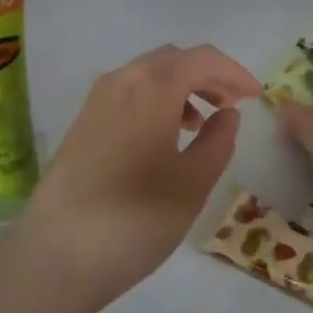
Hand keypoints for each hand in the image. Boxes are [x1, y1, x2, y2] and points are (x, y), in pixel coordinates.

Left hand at [19, 44, 261, 306]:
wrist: (56, 254)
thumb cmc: (136, 218)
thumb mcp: (193, 182)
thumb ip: (219, 141)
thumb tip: (227, 114)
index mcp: (153, 85)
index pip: (203, 58)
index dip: (235, 73)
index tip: (257, 97)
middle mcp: (122, 79)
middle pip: (174, 60)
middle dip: (208, 76)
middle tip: (233, 107)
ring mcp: (97, 99)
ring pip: (149, 75)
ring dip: (182, 88)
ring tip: (202, 125)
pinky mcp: (83, 121)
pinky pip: (129, 93)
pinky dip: (156, 101)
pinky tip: (166, 137)